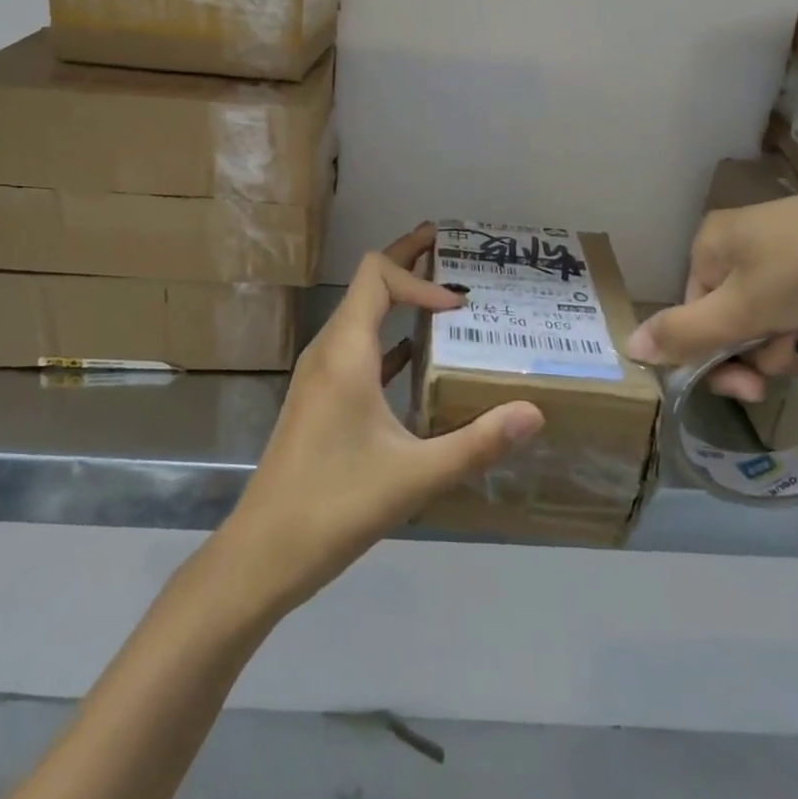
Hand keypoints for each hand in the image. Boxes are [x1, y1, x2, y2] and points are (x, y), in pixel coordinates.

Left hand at [222, 224, 544, 612]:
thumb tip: (534, 413)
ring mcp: (321, 375)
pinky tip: (418, 357)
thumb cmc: (335, 505)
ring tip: (445, 300)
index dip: (419, 277)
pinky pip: (359, 349)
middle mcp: (329, 351)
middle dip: (408, 261)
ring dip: (400, 300)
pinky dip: (390, 338)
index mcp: (345, 352)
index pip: (377, 275)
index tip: (459, 306)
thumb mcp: (415, 476)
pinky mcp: (321, 399)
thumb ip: (477, 443)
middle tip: (449, 246)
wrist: (263, 552)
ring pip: (362, 316)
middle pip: (367, 284)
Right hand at [626, 178, 797, 394]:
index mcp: (711, 245)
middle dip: (767, 352)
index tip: (753, 390)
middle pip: (735, 322)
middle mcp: (744, 246)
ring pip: (775, 322)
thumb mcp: (742, 308)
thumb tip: (628, 348)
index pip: (694, 314)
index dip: (718, 358)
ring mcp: (790, 254)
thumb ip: (685, 333)